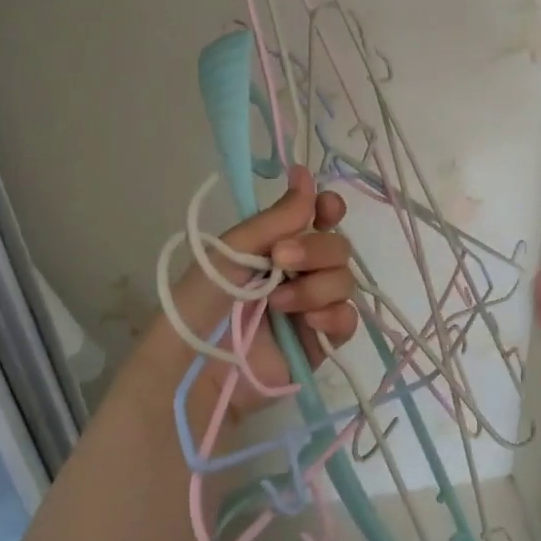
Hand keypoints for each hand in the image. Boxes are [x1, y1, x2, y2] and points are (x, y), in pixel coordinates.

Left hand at [149, 166, 359, 408]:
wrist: (193, 365)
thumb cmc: (200, 300)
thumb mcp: (232, 250)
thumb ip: (277, 218)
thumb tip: (306, 175)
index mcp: (276, 246)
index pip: (318, 219)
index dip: (328, 209)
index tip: (325, 208)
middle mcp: (298, 272)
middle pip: (337, 248)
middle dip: (316, 249)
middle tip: (281, 260)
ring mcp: (310, 308)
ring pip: (344, 281)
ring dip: (316, 286)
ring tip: (279, 305)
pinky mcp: (319, 344)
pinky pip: (348, 321)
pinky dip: (335, 316)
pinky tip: (309, 323)